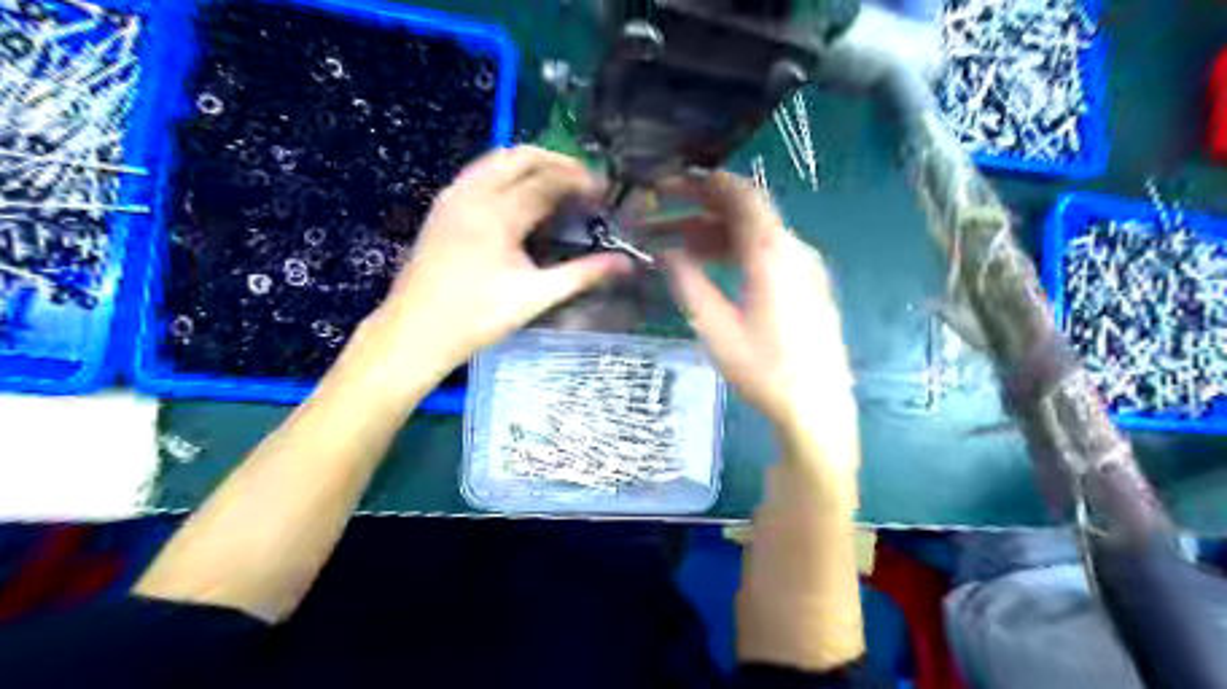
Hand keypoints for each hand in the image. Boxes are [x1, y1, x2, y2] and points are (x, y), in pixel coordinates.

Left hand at [367, 146, 631, 380]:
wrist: (415, 332)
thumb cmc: (477, 317)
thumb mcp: (535, 297)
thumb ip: (582, 274)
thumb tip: (625, 264)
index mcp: (498, 214)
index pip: (547, 180)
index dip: (579, 181)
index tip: (602, 193)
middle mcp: (473, 194)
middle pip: (521, 156)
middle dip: (557, 162)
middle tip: (583, 183)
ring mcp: (453, 197)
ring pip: (496, 159)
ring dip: (531, 164)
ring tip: (556, 185)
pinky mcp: (442, 207)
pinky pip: (479, 173)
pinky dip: (506, 173)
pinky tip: (519, 199)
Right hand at [652, 171, 854, 434]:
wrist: (817, 408)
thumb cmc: (763, 370)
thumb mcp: (715, 326)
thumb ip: (688, 281)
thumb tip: (666, 252)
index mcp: (773, 252)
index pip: (740, 195)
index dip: (704, 182)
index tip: (669, 183)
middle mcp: (793, 250)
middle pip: (745, 212)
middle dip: (700, 208)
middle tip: (660, 212)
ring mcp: (804, 268)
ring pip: (753, 235)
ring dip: (714, 234)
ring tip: (673, 245)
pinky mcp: (806, 286)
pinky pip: (766, 254)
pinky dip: (734, 252)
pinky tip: (707, 266)